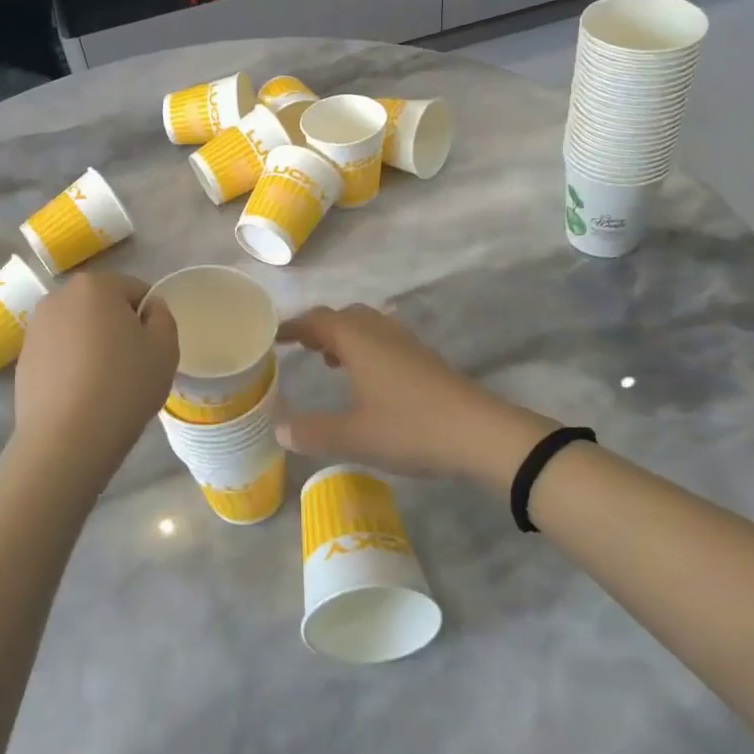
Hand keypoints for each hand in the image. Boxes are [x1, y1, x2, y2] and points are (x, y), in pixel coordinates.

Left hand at [11, 273, 177, 493]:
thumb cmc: (123, 386)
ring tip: (104, 384)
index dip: (150, 317)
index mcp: (95, 286)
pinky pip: (58, 353)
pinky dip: (72, 365)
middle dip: (118, 327)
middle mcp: (59, 297)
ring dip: (93, 345)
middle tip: (132, 365)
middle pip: (102, 305)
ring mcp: (35, 328)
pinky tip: (81, 395)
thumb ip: (163, 317)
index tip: (153, 348)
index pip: (135, 290)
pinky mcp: (23, 359)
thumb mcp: (165, 349)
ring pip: (78, 329)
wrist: (66, 440)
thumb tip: (150, 308)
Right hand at [275, 305, 551, 490]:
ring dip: (344, 337)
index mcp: (358, 340)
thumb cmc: (412, 428)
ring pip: (366, 326)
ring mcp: (406, 344)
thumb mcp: (355, 436)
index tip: (271, 336)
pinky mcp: (425, 360)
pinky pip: (384, 340)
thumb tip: (278, 428)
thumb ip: (313, 432)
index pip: (316, 320)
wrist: (482, 434)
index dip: (292, 326)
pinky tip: (367, 378)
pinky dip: (365, 349)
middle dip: (318, 328)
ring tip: (328, 361)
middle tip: (298, 348)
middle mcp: (380, 332)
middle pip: (342, 316)